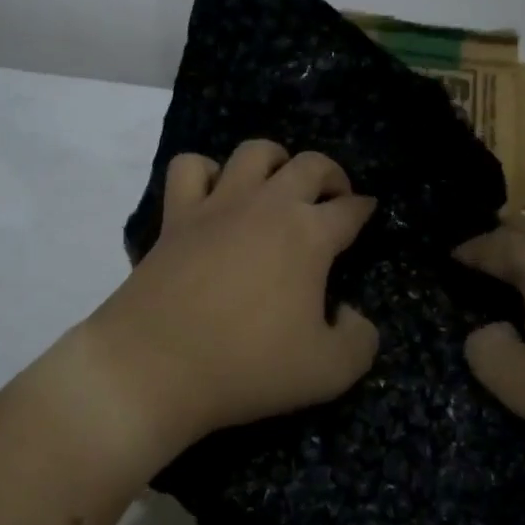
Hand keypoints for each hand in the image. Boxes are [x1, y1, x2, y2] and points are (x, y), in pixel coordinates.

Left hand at [81, 140, 379, 458]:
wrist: (156, 366)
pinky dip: (206, 171)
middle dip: (331, 175)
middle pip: (310, 164)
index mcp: (309, 235)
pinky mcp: (176, 216)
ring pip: (254, 152)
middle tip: (333, 199)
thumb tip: (348, 312)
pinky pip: (190, 168)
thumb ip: (360, 340)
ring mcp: (218, 204)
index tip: (368, 213)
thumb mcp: (329, 372)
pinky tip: (214, 194)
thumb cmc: (247, 366)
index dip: (365, 209)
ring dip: (275, 160)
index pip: (350, 209)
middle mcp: (267, 205)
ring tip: (278, 185)